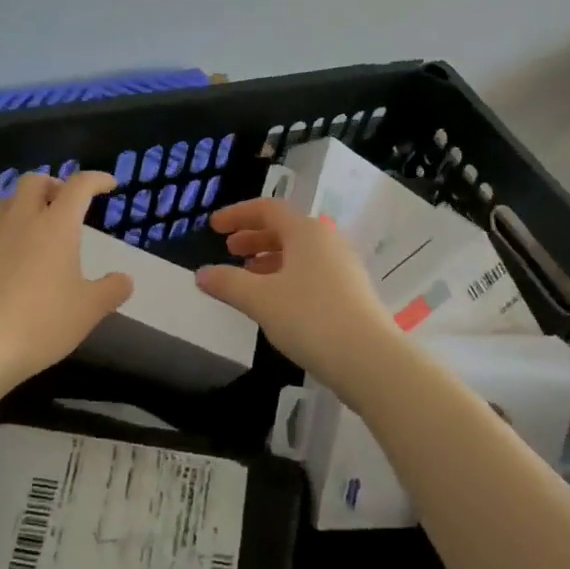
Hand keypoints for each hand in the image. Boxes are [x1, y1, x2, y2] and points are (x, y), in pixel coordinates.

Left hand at [0, 171, 133, 387]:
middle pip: (35, 181)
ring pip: (8, 199)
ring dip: (26, 201)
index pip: (79, 185)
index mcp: (57, 224)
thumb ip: (111, 290)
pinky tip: (13, 252)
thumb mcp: (88, 310)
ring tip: (37, 223)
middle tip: (67, 204)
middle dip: (54, 184)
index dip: (97, 179)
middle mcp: (23, 219)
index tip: (109, 184)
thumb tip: (125, 279)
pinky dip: (7, 226)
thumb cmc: (41, 322)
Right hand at [195, 198, 401, 406]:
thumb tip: (200, 274)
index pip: (266, 209)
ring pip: (298, 252)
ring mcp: (342, 265)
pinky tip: (275, 300)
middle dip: (253, 237)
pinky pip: (311, 271)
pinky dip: (287, 276)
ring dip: (269, 259)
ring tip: (247, 276)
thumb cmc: (310, 318)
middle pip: (284, 229)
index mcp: (305, 231)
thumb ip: (228, 283)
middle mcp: (326, 240)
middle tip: (229, 250)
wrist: (370, 359)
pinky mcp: (351, 291)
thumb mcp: (261, 300)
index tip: (213, 226)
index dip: (237, 214)